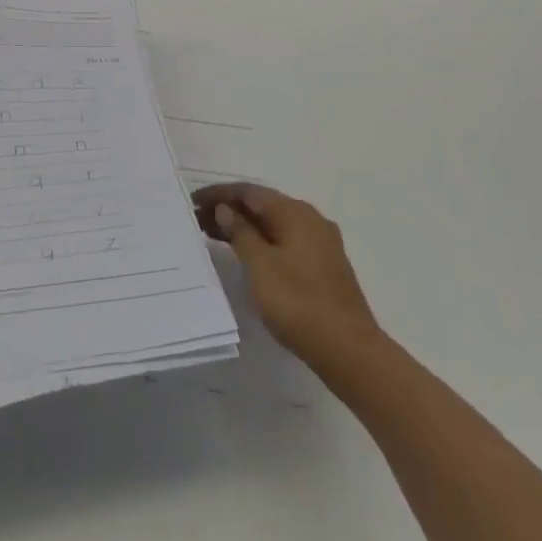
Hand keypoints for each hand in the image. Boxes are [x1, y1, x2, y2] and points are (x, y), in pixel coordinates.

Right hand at [194, 182, 381, 369]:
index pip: (249, 192)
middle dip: (229, 210)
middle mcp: (310, 219)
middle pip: (263, 205)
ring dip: (244, 227)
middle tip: (198, 221)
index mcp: (295, 212)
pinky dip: (261, 241)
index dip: (219, 194)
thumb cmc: (298, 302)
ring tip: (214, 236)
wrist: (348, 348)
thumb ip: (240, 232)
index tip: (193, 201)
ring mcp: (320, 242)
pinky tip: (246, 255)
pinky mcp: (324, 265)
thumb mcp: (259, 265)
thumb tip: (226, 209)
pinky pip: (285, 240)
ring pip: (274, 224)